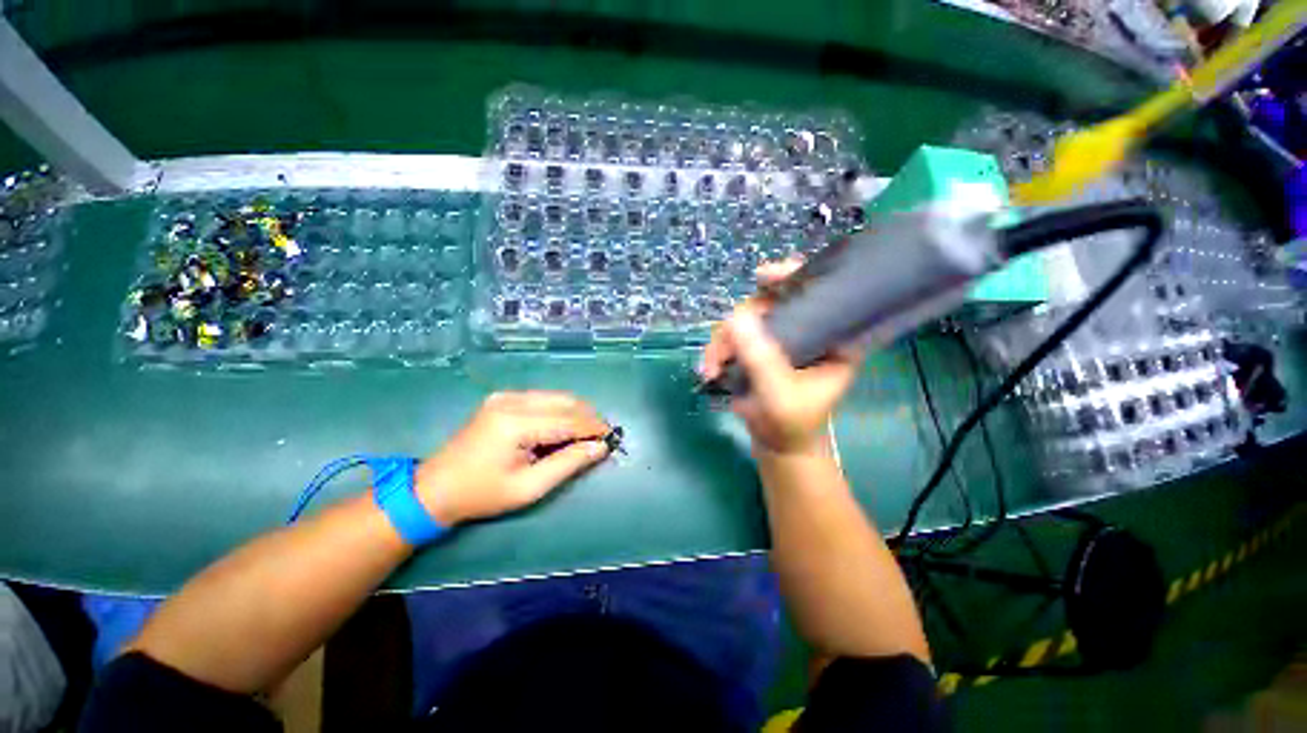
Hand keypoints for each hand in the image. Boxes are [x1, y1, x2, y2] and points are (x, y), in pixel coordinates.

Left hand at [415, 391, 610, 525]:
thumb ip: (568, 463)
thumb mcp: (529, 487)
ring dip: (575, 413)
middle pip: (565, 401)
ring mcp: (505, 396)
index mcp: (516, 422)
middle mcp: (512, 400)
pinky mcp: (502, 398)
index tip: (612, 439)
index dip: (593, 428)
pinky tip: (563, 428)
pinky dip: (559, 411)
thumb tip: (600, 447)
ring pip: (556, 397)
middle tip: (601, 437)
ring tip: (585, 434)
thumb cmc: (482, 494)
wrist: (434, 488)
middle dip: (588, 417)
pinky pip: (542, 399)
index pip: (568, 420)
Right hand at [699, 260, 862, 456]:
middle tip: (722, 350)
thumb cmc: (792, 423)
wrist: (777, 447)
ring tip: (711, 369)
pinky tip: (710, 370)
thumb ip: (760, 357)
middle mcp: (805, 331)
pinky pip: (732, 337)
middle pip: (770, 303)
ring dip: (721, 342)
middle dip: (738, 324)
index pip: (819, 292)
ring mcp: (779, 340)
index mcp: (831, 337)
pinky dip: (717, 351)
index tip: (762, 276)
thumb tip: (735, 316)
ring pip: (744, 321)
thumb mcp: (779, 393)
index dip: (793, 275)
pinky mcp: (758, 350)